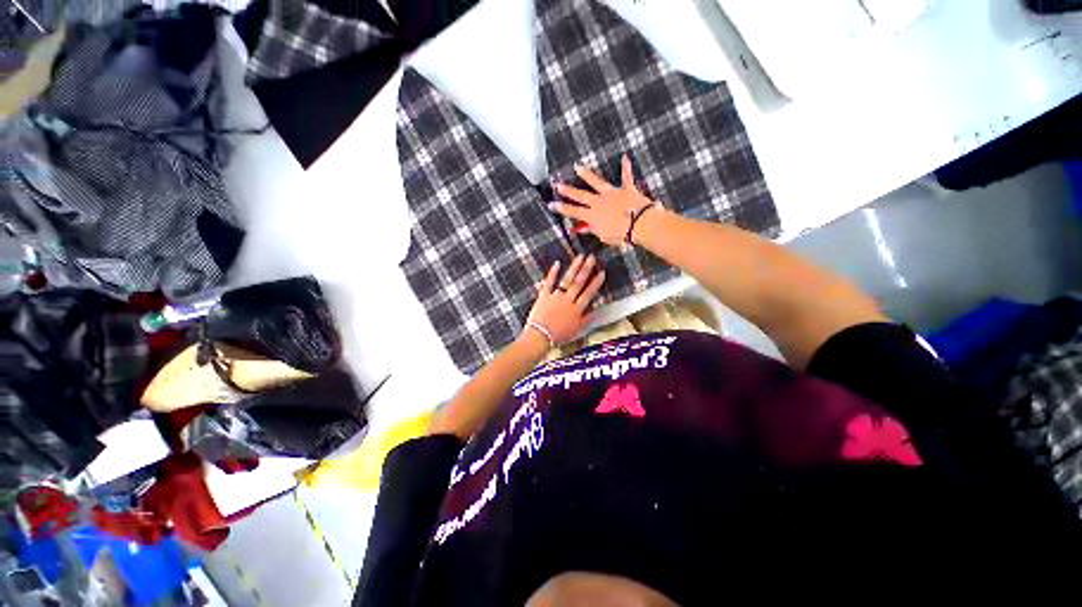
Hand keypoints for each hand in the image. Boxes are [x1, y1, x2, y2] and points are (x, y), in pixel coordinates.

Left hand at [525, 255, 604, 346]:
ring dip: (574, 267)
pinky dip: (552, 273)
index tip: (602, 272)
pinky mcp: (544, 296)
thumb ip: (588, 318)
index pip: (589, 293)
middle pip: (579, 282)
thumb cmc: (559, 335)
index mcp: (577, 309)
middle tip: (592, 257)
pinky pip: (549, 282)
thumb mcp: (577, 329)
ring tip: (580, 257)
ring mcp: (556, 296)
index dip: (596, 282)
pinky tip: (557, 263)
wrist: (540, 336)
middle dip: (586, 269)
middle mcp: (568, 300)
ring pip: (567, 280)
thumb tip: (598, 309)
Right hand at [549, 155, 659, 246]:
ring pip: (596, 182)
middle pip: (580, 195)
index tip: (551, 204)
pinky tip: (625, 157)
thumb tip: (582, 228)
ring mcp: (612, 194)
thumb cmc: (622, 235)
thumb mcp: (604, 236)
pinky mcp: (626, 189)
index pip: (573, 211)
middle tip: (557, 184)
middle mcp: (599, 202)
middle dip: (568, 190)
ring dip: (586, 174)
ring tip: (578, 167)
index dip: (561, 208)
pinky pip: (626, 176)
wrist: (641, 224)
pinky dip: (626, 167)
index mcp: (592, 216)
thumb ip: (593, 230)